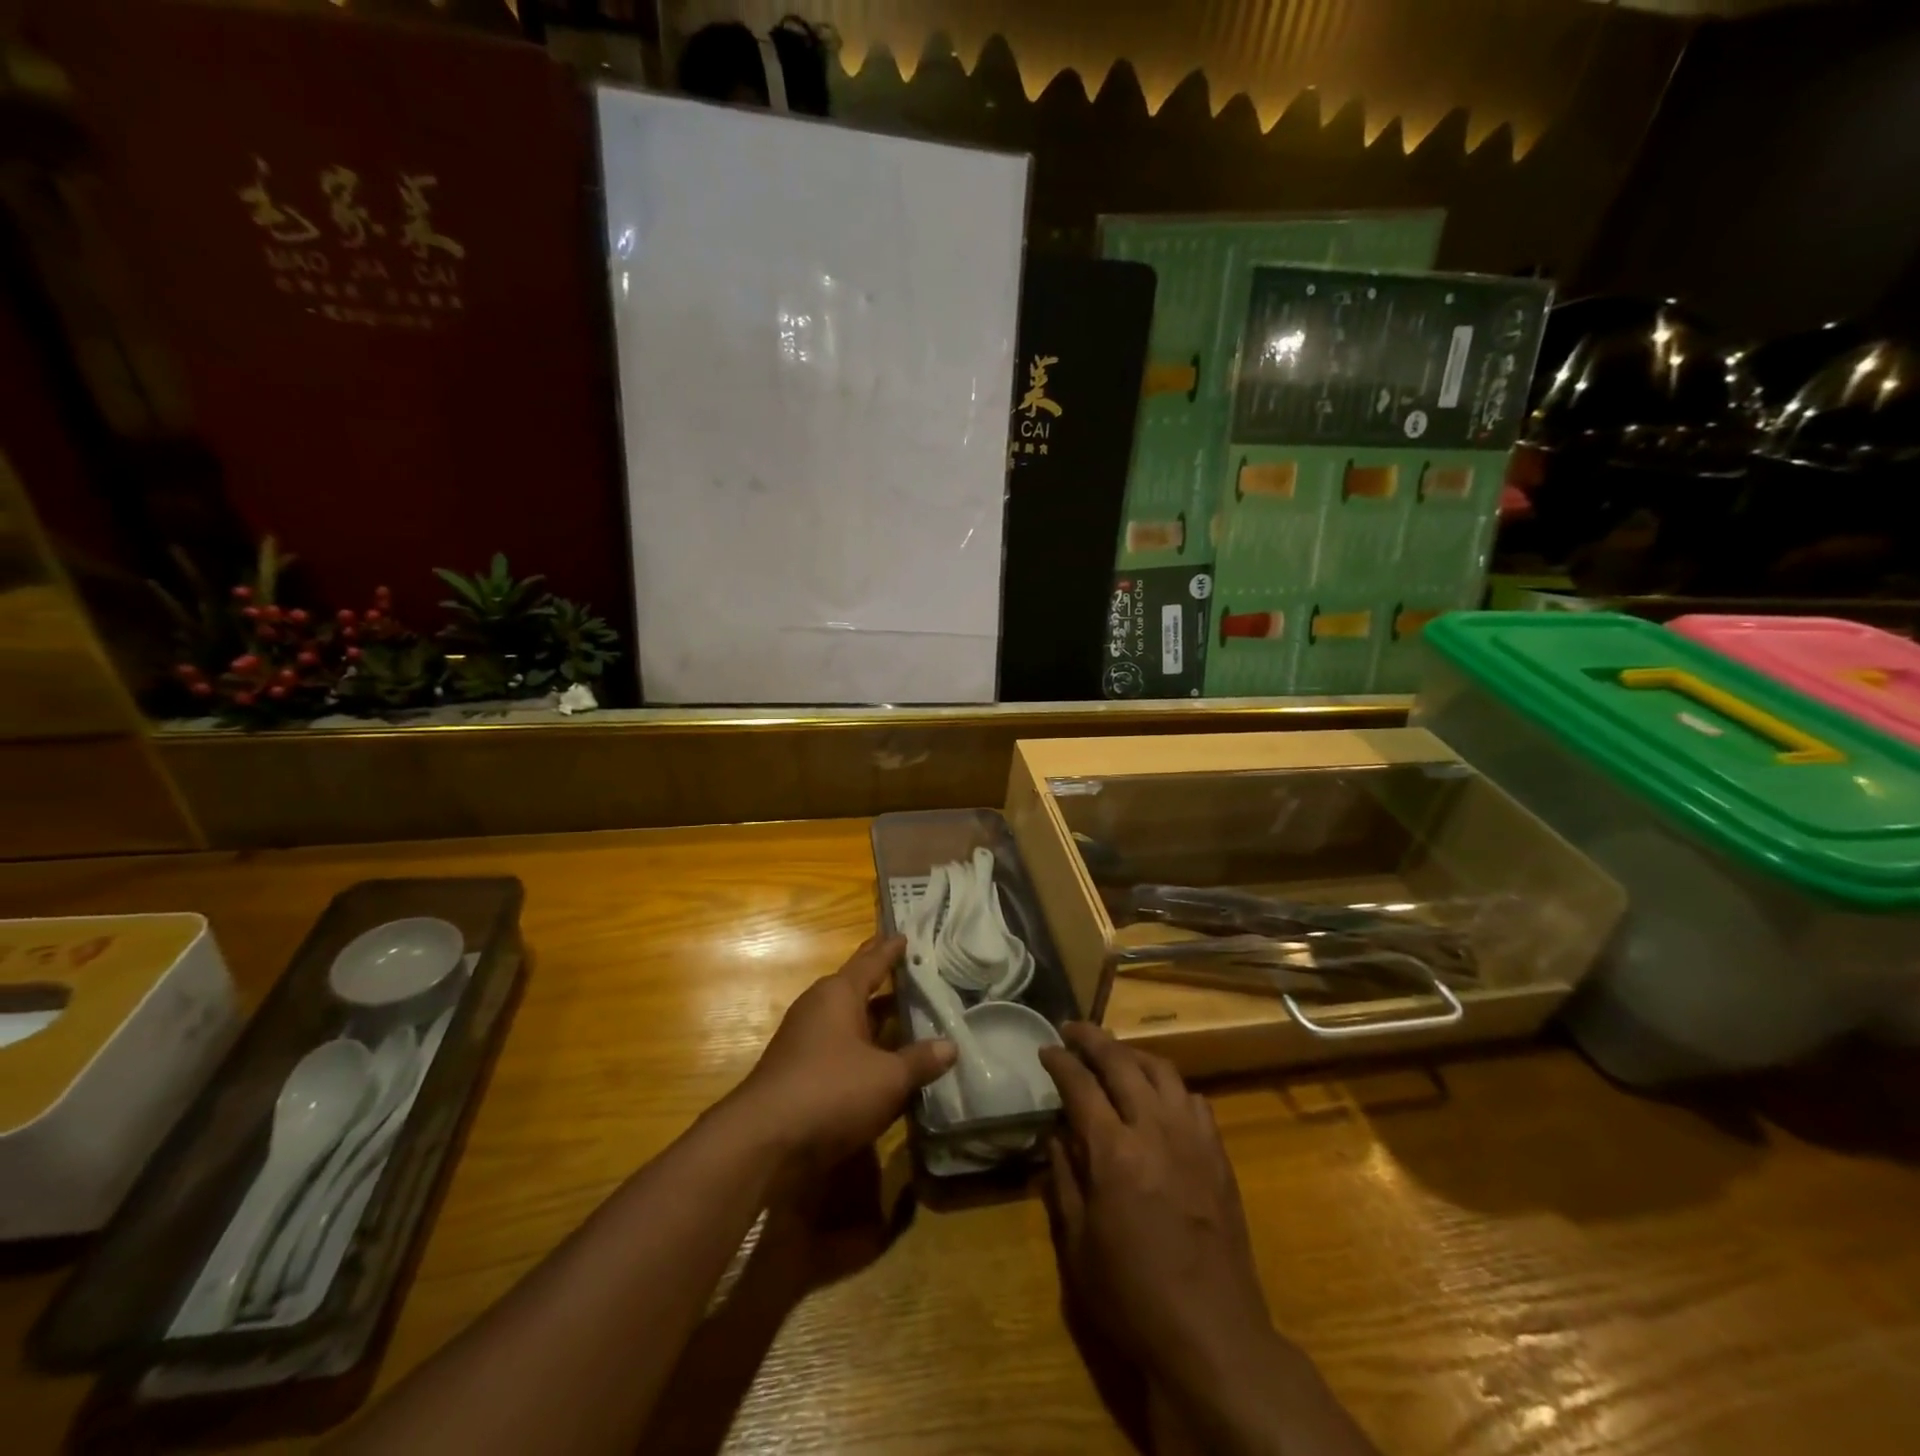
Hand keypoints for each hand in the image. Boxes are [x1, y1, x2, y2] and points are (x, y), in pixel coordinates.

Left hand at [737, 935, 954, 1167]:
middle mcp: (819, 1007)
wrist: (764, 1142)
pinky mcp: (800, 1070)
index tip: (905, 935)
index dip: (891, 950)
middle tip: (912, 969)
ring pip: (849, 1019)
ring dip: (875, 1017)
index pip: (871, 962)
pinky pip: (841, 1046)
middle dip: (883, 979)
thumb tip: (951, 1046)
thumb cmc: (831, 1091)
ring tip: (906, 1014)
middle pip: (857, 986)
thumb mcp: (887, 1078)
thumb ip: (920, 1061)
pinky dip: (864, 1047)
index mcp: (839, 994)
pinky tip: (883, 1060)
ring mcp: (805, 1039)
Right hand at [1040, 1022, 1272, 1383]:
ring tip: (1114, 1053)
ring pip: (1162, 1070)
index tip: (1045, 1048)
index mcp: (1114, 1152)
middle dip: (1093, 1038)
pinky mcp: (1218, 1154)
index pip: (1081, 1084)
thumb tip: (1055, 1135)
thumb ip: (1064, 1180)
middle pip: (1122, 1062)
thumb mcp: (1079, 1245)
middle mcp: (1154, 1129)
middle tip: (1072, 1029)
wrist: (1214, 1335)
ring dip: (1133, 1054)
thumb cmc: (1133, 1296)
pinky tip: (1158, 1097)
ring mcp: (1192, 1138)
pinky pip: (1192, 1099)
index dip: (1060, 1061)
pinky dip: (1169, 1086)